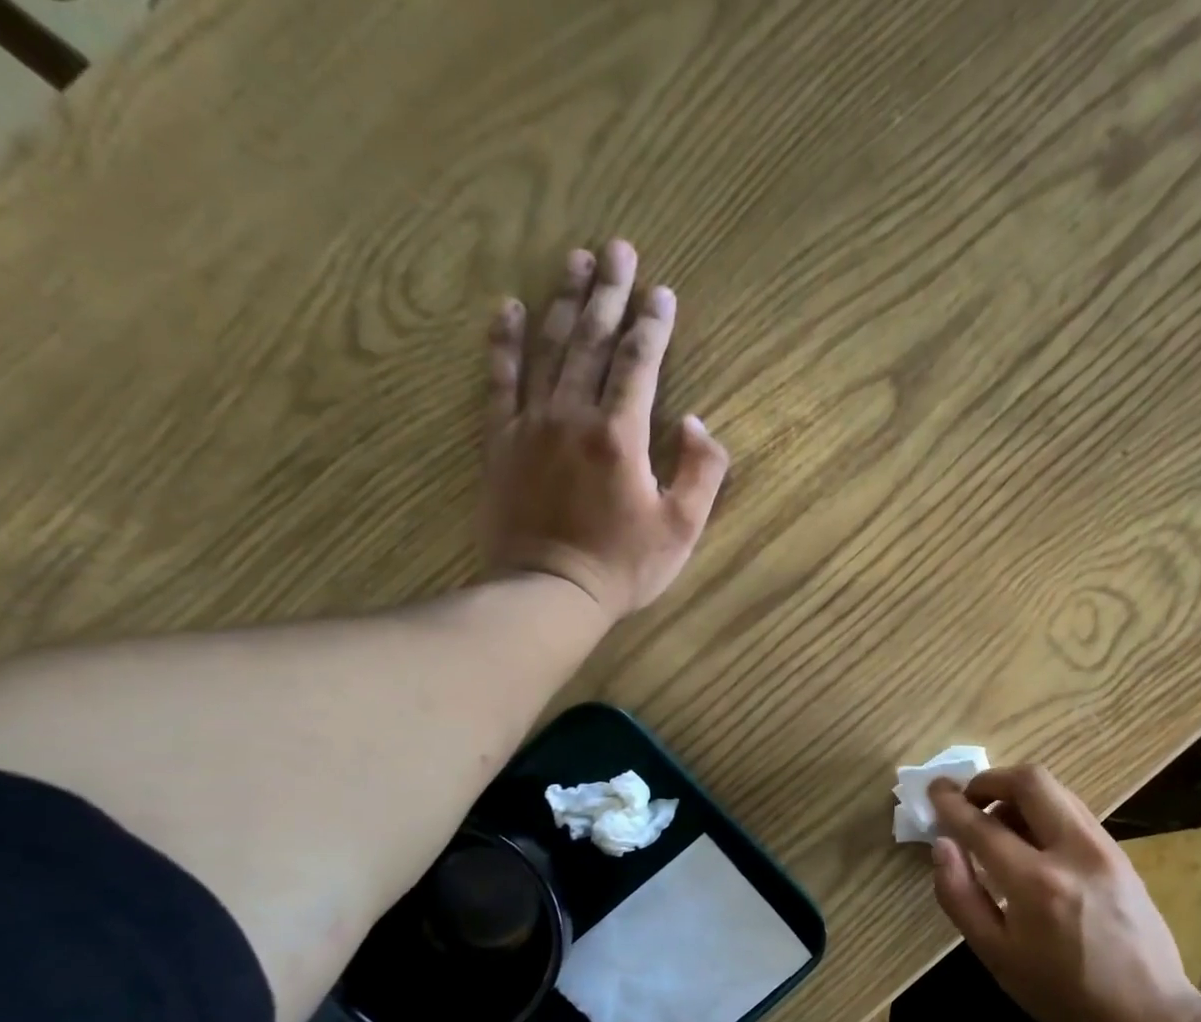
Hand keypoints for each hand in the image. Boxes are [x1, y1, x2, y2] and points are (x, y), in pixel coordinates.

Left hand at [481, 240, 729, 620]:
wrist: (549, 593)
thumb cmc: (623, 567)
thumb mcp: (682, 529)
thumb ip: (701, 472)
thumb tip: (695, 423)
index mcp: (620, 435)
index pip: (639, 364)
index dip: (653, 325)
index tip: (662, 292)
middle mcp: (573, 415)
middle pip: (591, 341)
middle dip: (608, 292)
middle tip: (616, 248)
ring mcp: (530, 425)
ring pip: (548, 349)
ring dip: (562, 301)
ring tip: (574, 260)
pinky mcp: (500, 442)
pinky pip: (499, 381)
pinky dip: (504, 343)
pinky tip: (508, 308)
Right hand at [926, 765, 1200, 1021]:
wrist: (1149, 1016)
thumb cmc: (1062, 995)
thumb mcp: (996, 957)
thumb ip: (960, 896)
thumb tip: (941, 845)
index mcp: (1036, 884)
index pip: (982, 825)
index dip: (950, 803)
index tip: (934, 791)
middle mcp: (1074, 852)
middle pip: (1030, 780)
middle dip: (990, 780)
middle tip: (969, 801)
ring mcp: (1104, 848)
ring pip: (1056, 790)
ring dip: (1018, 794)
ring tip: (997, 826)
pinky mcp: (1120, 852)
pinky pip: (1073, 810)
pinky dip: (1043, 810)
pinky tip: (1031, 843)